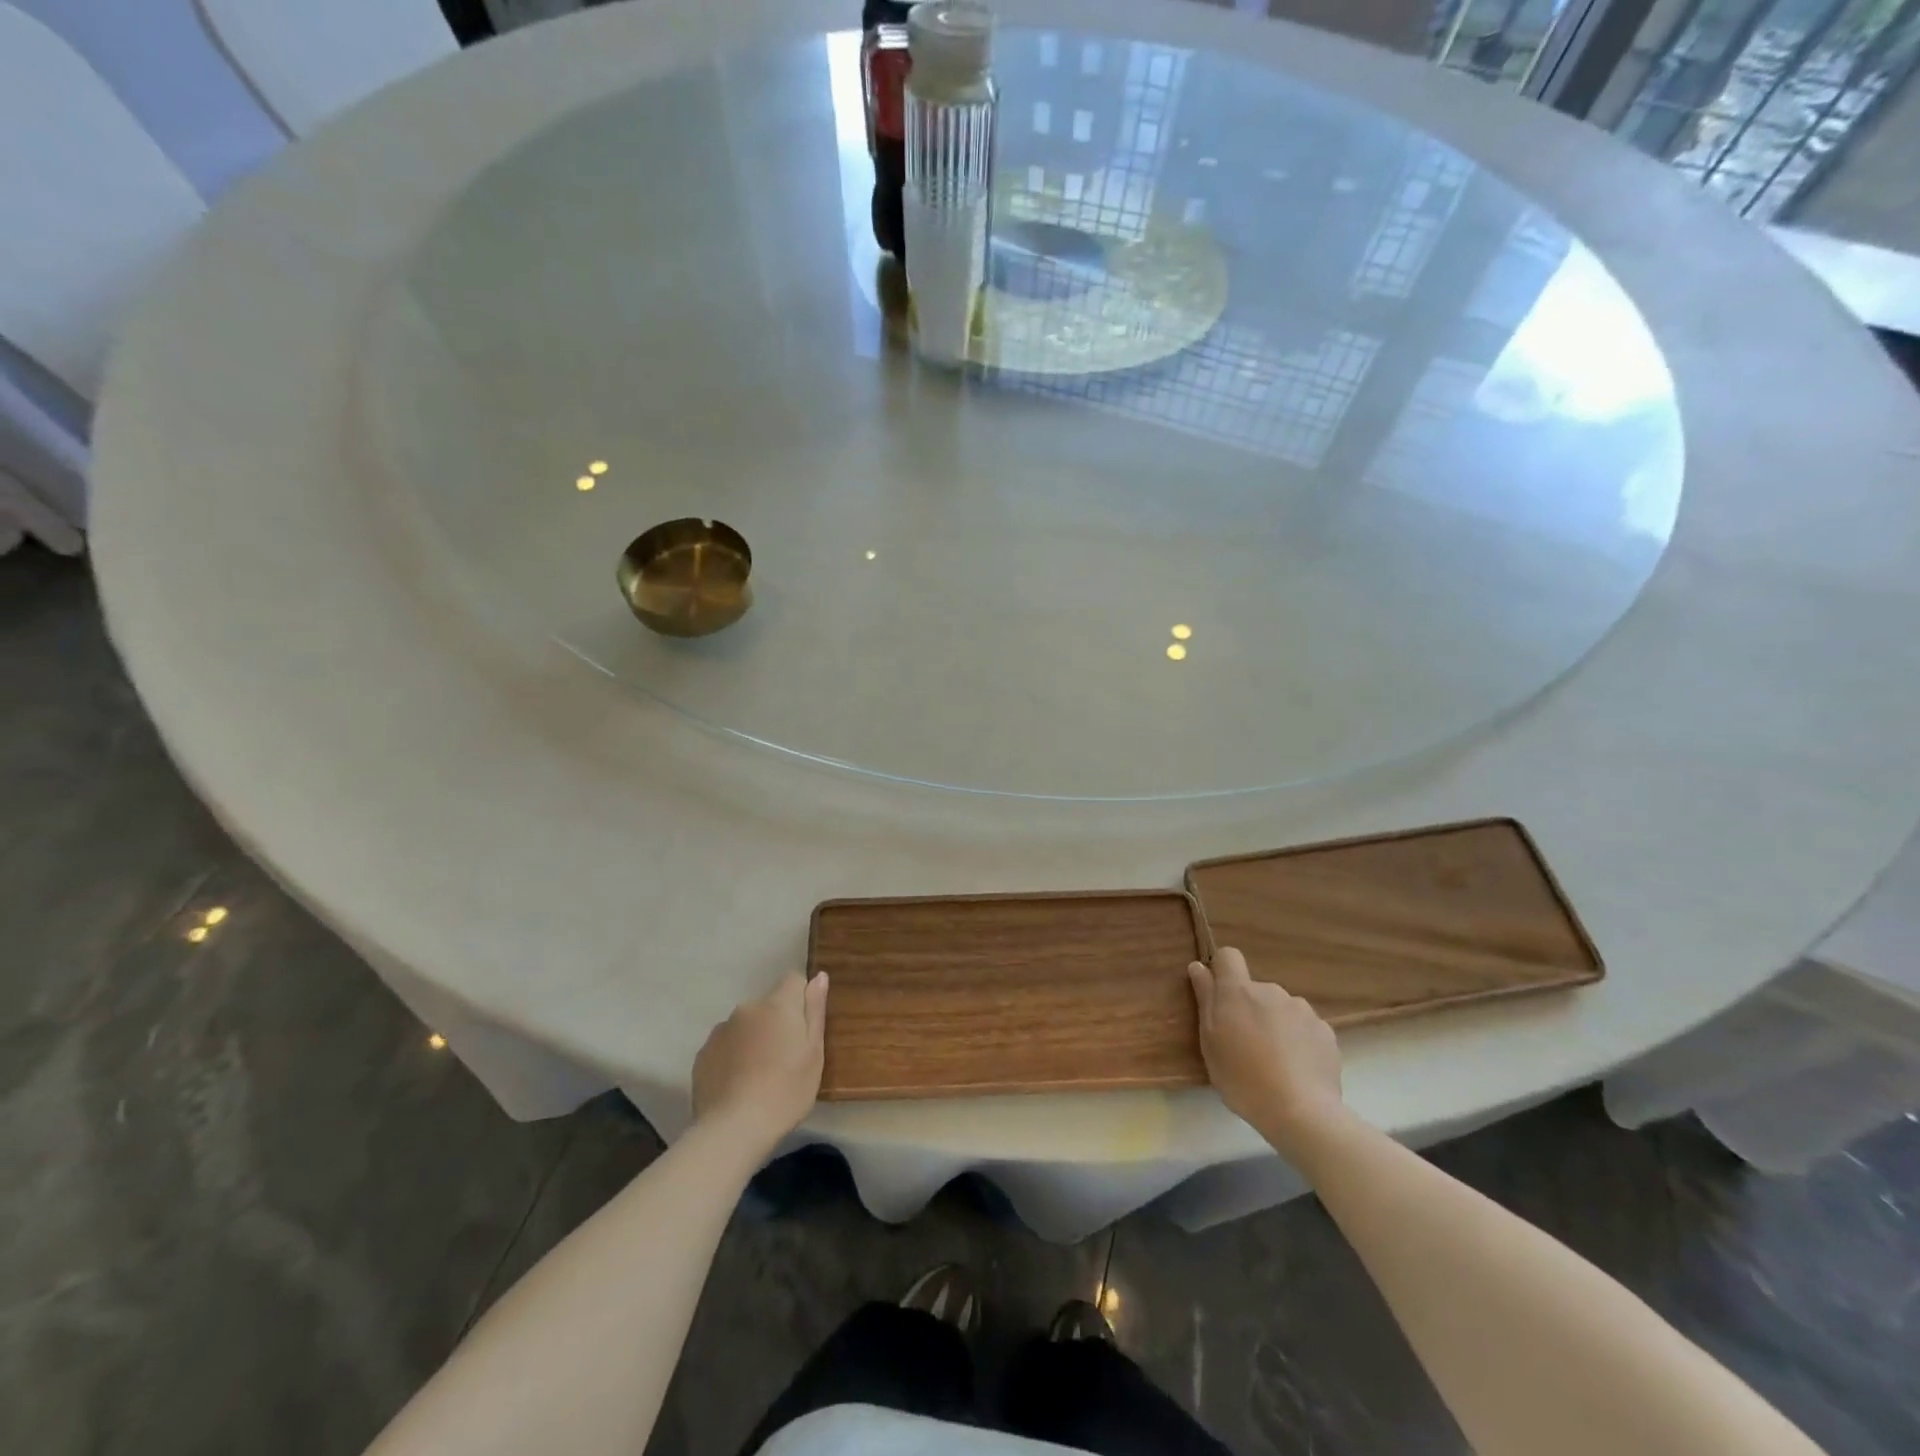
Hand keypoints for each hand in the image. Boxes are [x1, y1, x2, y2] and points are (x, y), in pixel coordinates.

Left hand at [691, 973, 828, 1156]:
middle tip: (784, 1059)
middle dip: (776, 1023)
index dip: (801, 999)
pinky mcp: (702, 1054)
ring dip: (753, 1039)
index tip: (803, 1029)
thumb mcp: (814, 1053)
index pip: (793, 980)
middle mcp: (747, 1008)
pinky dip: (732, 1057)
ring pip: (745, 1026)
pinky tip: (737, 1085)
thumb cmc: (786, 1091)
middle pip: (768, 1005)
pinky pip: (725, 1045)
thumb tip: (819, 976)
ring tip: (758, 1076)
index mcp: (778, 1005)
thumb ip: (815, 1010)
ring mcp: (720, 1030)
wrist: (733, 1130)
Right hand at [1189, 948, 1343, 1151]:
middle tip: (1245, 1045)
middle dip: (1249, 1008)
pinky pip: (1305, 1027)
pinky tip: (1297, 1069)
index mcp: (1239, 991)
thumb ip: (1205, 999)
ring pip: (1281, 1008)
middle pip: (1255, 989)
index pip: (1228, 956)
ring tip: (1275, 1061)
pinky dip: (1299, 1040)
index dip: (1222, 970)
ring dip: (1275, 1024)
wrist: (1302, 1112)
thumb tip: (1199, 966)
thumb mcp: (1210, 1042)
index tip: (1219, 996)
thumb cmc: (1243, 1078)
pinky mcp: (1326, 1031)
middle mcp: (1272, 990)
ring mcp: (1302, 1010)